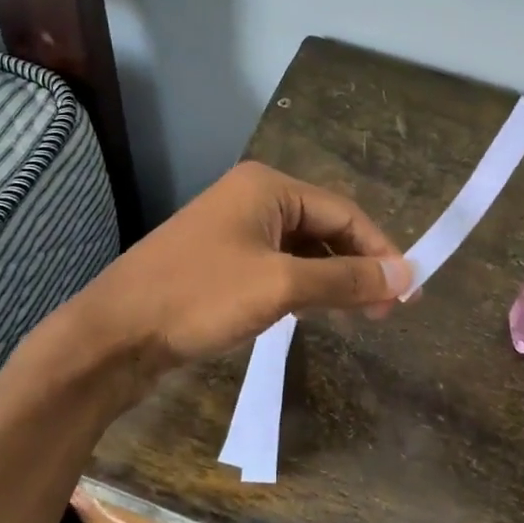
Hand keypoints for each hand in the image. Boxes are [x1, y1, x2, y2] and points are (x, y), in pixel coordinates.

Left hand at [68, 160, 412, 373]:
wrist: (115, 335)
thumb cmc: (199, 298)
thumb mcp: (280, 286)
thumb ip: (344, 279)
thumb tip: (405, 277)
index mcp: (267, 187)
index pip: (344, 213)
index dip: (380, 251)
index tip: (408, 293)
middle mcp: (251, 199)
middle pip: (324, 228)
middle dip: (357, 266)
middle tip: (387, 311)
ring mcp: (232, 231)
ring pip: (301, 250)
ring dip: (332, 279)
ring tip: (360, 315)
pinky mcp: (219, 262)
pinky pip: (277, 267)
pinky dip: (302, 287)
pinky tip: (314, 311)